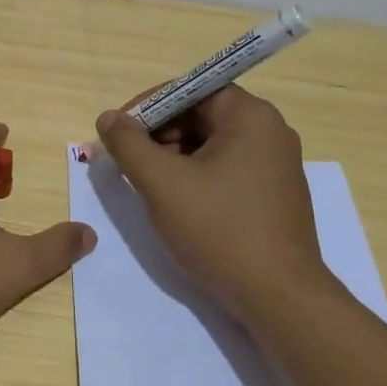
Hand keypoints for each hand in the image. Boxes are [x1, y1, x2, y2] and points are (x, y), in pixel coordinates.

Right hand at [95, 86, 341, 322]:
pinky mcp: (274, 194)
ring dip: (174, 157)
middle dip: (159, 134)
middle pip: (201, 115)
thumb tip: (109, 118)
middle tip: (128, 162)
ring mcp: (276, 165)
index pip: (191, 90)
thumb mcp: (161, 183)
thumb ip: (129, 144)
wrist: (277, 296)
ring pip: (212, 145)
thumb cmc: (218, 229)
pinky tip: (177, 203)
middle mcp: (270, 132)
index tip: (119, 133)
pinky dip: (196, 176)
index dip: (149, 107)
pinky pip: (227, 169)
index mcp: (251, 116)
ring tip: (148, 185)